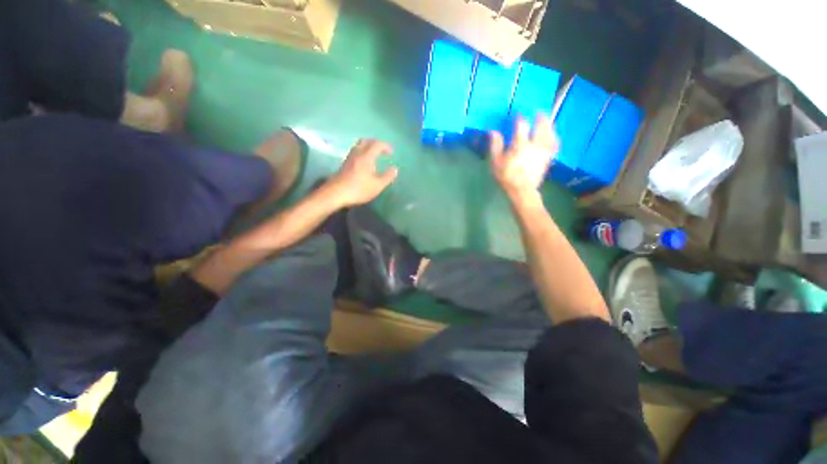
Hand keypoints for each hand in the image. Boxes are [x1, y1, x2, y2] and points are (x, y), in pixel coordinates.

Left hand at [327, 138, 397, 206]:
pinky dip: (362, 152)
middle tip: (383, 150)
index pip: (377, 145)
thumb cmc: (358, 189)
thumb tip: (395, 169)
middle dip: (376, 143)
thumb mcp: (377, 186)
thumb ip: (387, 177)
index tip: (391, 152)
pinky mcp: (344, 164)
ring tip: (374, 155)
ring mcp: (349, 158)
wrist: (336, 194)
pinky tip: (364, 162)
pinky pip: (355, 152)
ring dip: (368, 147)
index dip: (385, 146)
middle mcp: (357, 154)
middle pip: (366, 141)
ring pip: (359, 146)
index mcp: (366, 157)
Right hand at [489, 115, 558, 202]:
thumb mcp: (496, 162)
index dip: (519, 117)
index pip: (521, 125)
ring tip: (546, 121)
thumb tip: (493, 131)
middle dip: (540, 117)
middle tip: (537, 113)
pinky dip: (554, 137)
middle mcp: (535, 145)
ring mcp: (544, 151)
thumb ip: (495, 146)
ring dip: (549, 125)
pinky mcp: (549, 157)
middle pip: (541, 125)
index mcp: (520, 145)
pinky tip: (552, 135)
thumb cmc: (506, 177)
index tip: (517, 115)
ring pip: (550, 133)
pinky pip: (554, 144)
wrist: (521, 191)